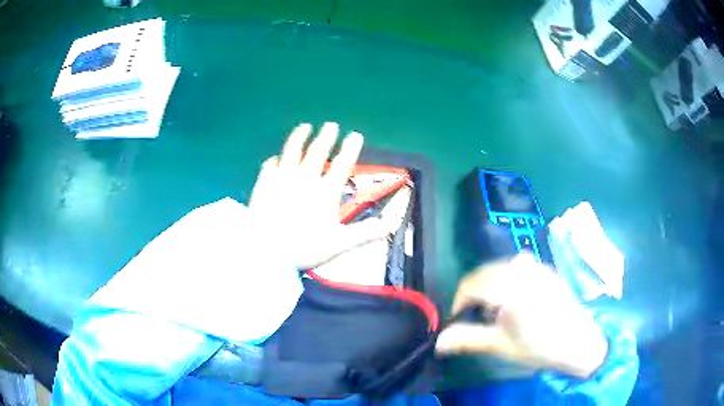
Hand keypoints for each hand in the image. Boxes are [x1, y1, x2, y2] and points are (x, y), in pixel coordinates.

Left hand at [248, 122, 395, 268]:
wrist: (266, 251)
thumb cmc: (305, 247)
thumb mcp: (339, 243)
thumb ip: (364, 232)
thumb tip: (389, 225)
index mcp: (325, 191)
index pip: (343, 164)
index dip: (351, 148)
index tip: (356, 134)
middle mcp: (305, 178)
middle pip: (318, 151)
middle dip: (326, 136)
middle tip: (330, 124)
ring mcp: (282, 178)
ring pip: (292, 151)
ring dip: (299, 137)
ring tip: (304, 127)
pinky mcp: (264, 183)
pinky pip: (270, 165)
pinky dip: (274, 160)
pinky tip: (275, 158)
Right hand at [436, 254, 607, 378]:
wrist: (578, 341)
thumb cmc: (539, 346)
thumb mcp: (501, 346)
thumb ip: (467, 339)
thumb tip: (438, 341)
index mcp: (510, 287)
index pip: (471, 284)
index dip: (459, 302)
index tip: (460, 320)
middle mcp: (523, 269)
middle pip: (484, 272)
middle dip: (474, 294)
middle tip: (477, 317)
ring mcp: (536, 266)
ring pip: (499, 267)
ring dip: (489, 285)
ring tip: (495, 309)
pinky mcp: (545, 269)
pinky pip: (517, 265)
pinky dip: (506, 278)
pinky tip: (515, 298)